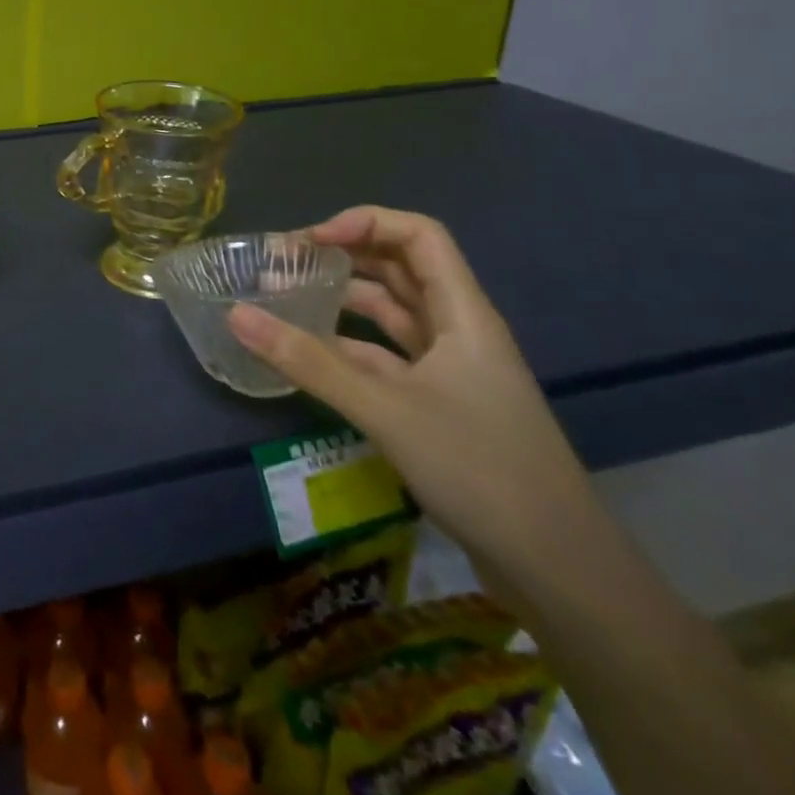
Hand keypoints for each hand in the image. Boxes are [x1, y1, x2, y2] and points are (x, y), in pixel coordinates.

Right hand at [229, 206, 592, 576]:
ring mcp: (448, 371)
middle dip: (343, 255)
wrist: (559, 571)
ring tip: (282, 297)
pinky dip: (344, 345)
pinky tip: (304, 353)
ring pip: (389, 314)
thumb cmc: (481, 471)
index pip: (419, 236)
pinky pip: (382, 356)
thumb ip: (308, 361)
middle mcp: (457, 332)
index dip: (365, 223)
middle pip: (400, 269)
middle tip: (283, 262)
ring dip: (340, 299)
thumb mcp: (385, 410)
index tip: (310, 241)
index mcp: (463, 315)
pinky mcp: (435, 405)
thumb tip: (236, 314)